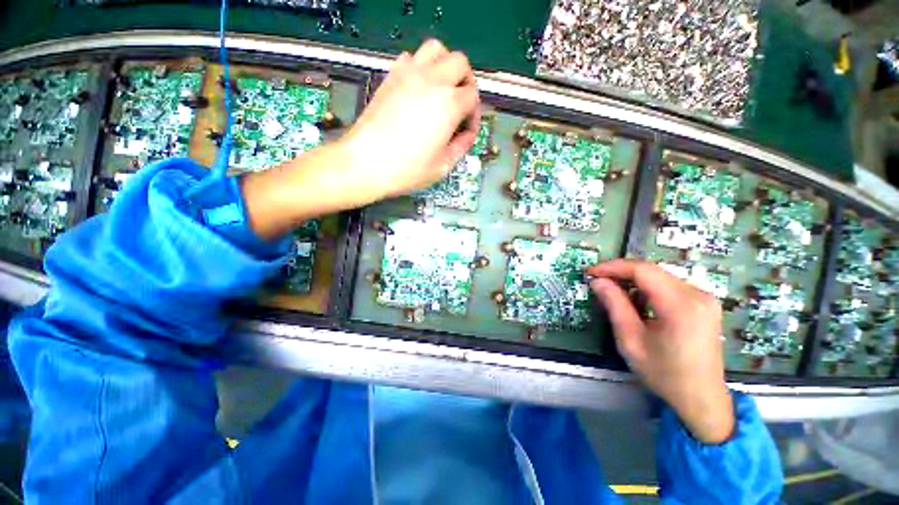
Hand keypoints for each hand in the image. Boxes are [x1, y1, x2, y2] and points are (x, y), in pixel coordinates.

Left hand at [341, 39, 480, 201]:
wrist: (366, 162)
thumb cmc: (407, 169)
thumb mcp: (442, 166)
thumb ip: (461, 146)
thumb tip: (468, 134)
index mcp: (449, 104)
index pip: (472, 97)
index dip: (473, 115)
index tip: (466, 131)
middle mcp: (432, 80)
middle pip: (460, 62)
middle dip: (466, 82)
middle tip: (460, 105)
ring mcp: (409, 74)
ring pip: (436, 49)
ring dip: (445, 65)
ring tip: (442, 90)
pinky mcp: (391, 76)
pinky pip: (411, 57)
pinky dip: (421, 67)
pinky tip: (418, 89)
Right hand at [586, 260, 734, 443]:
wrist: (702, 399)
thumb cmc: (664, 373)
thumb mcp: (630, 340)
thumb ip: (614, 305)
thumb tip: (597, 281)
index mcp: (681, 305)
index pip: (642, 270)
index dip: (612, 267)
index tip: (590, 272)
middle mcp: (697, 294)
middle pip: (651, 270)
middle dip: (620, 272)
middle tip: (597, 281)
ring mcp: (704, 297)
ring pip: (659, 276)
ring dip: (633, 280)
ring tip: (612, 291)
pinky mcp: (704, 303)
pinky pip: (669, 285)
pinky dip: (647, 287)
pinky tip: (636, 301)